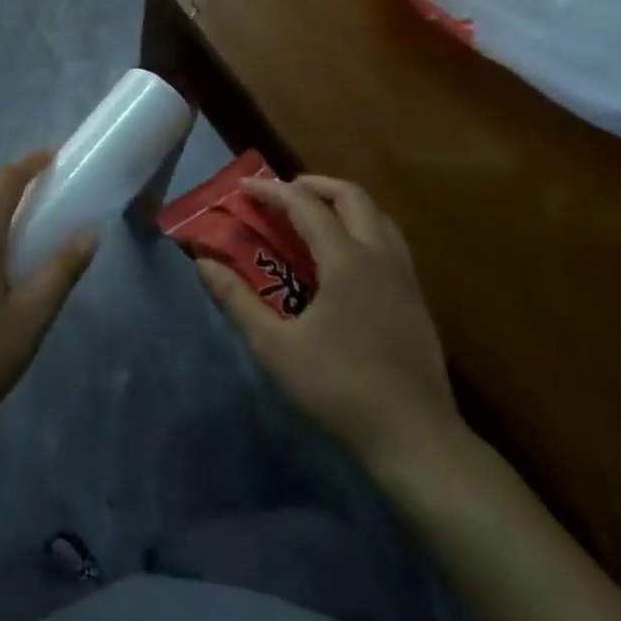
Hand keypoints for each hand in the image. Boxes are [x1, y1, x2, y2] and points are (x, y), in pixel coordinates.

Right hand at [197, 175, 461, 473]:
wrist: (414, 435)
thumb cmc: (339, 388)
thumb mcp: (275, 347)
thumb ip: (237, 300)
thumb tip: (203, 264)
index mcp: (346, 260)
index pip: (305, 205)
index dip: (271, 190)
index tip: (243, 187)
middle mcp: (379, 256)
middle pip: (351, 196)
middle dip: (313, 185)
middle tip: (282, 194)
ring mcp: (404, 276)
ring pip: (377, 216)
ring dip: (343, 204)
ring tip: (314, 218)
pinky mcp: (417, 298)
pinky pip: (390, 241)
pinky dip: (363, 229)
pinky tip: (346, 260)